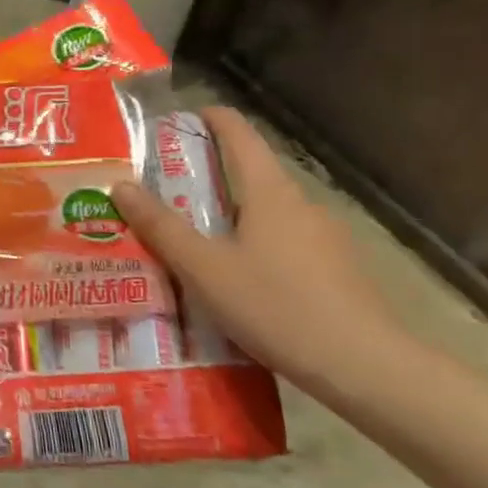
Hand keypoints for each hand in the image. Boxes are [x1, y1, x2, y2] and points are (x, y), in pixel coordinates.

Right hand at [113, 107, 403, 392]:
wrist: (366, 368)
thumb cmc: (277, 306)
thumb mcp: (205, 269)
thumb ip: (161, 227)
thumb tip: (120, 185)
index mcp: (270, 192)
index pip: (240, 134)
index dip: (210, 118)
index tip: (179, 119)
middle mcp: (301, 204)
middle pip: (250, 174)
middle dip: (207, 178)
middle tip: (164, 196)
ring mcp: (325, 237)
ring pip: (267, 213)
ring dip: (230, 217)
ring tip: (192, 245)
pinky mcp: (336, 270)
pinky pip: (284, 243)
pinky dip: (254, 247)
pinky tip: (237, 283)